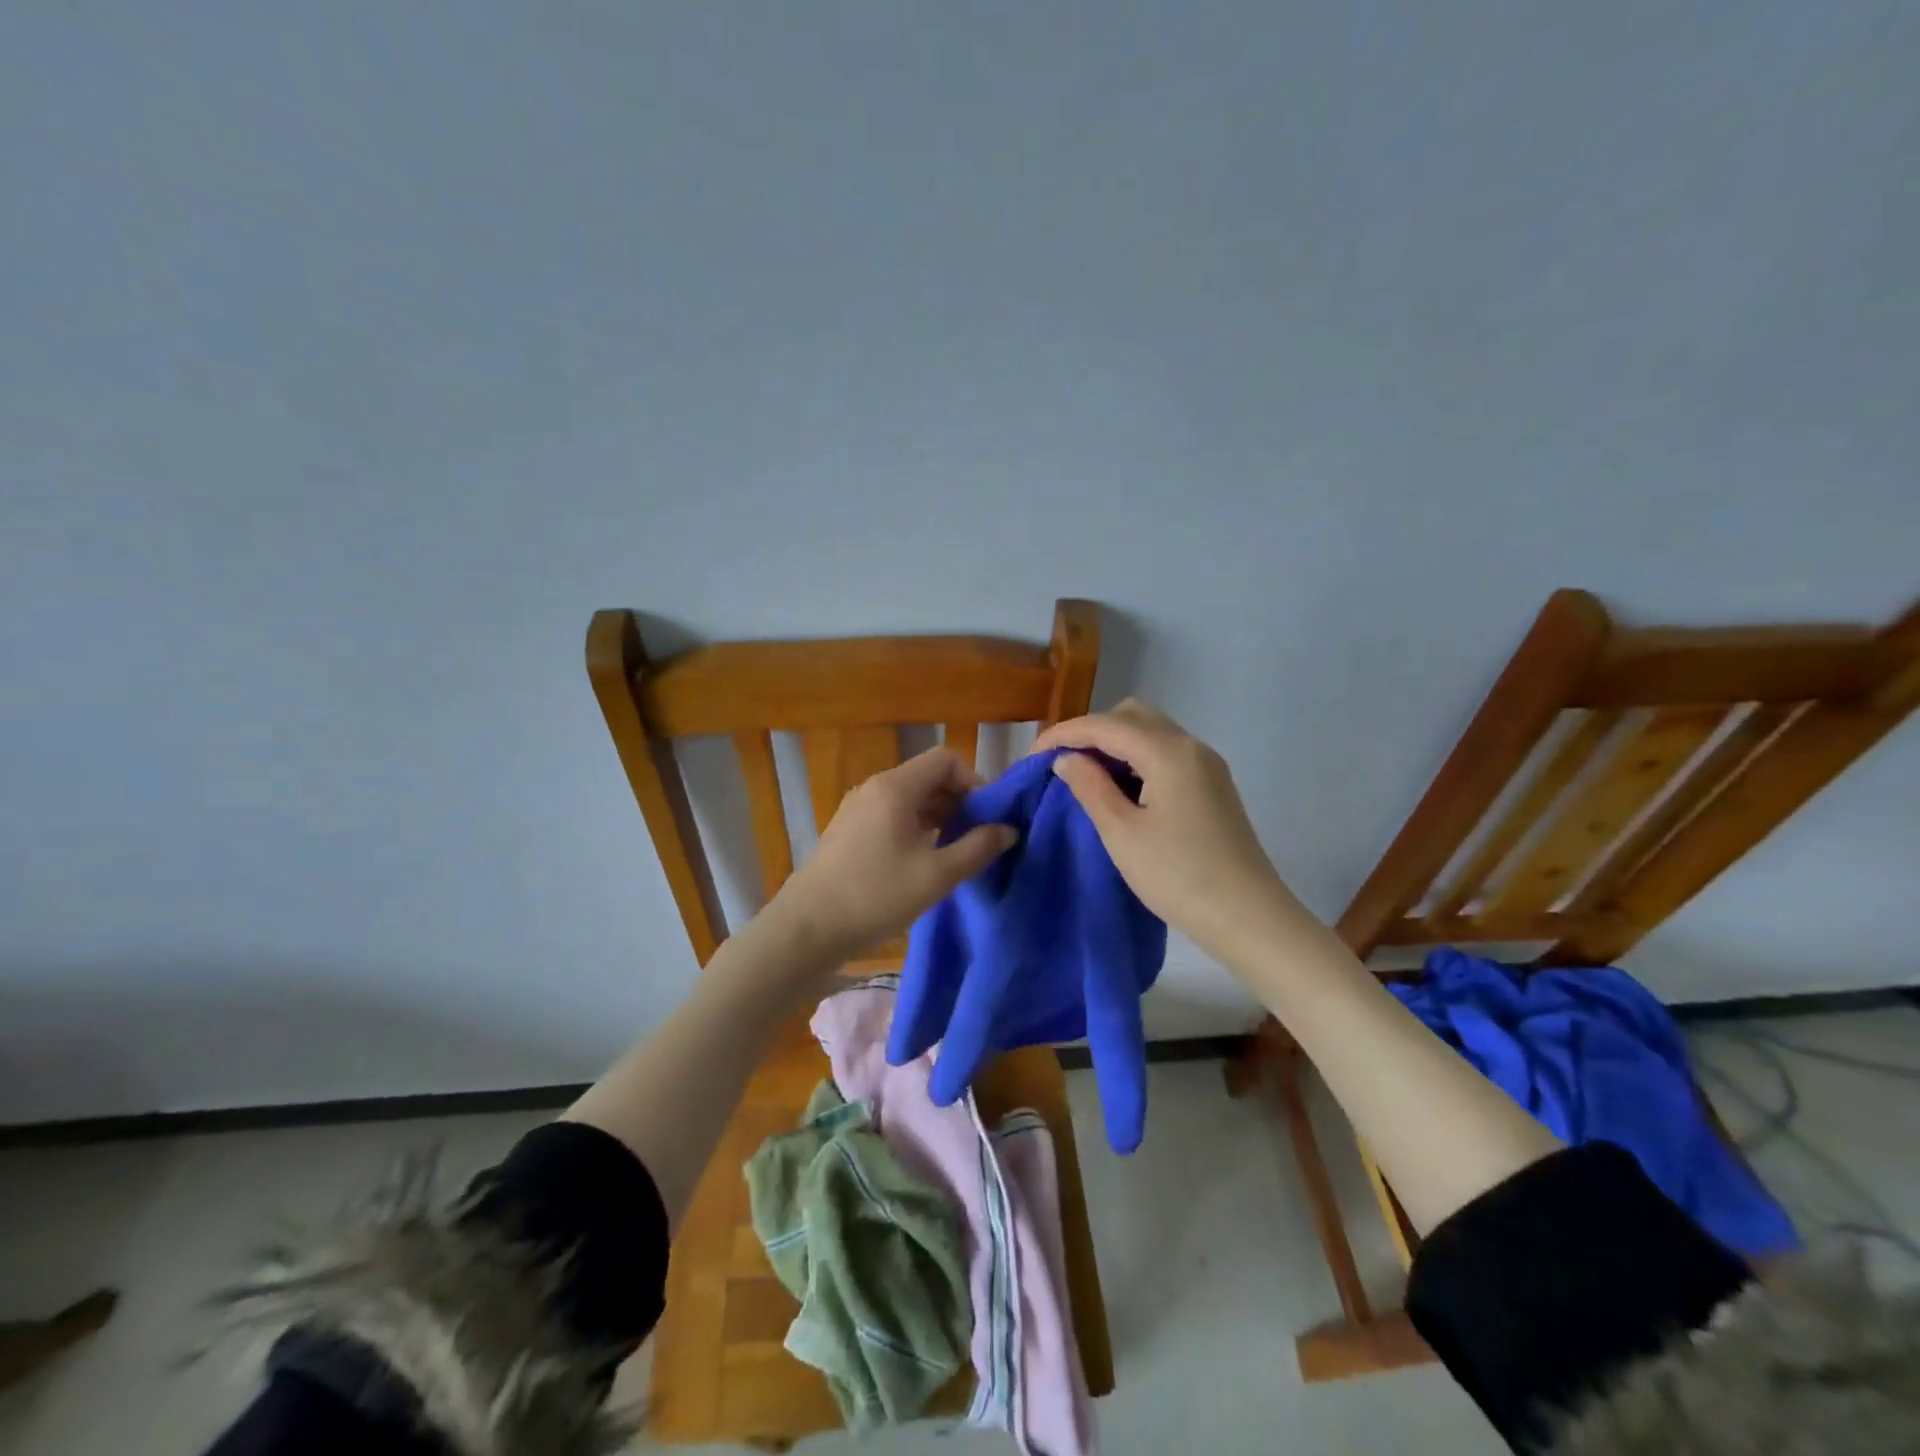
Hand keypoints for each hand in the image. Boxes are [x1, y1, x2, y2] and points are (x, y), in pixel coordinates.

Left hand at [773, 747, 1018, 965]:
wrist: (807, 928)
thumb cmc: (875, 896)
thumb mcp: (937, 876)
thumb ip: (978, 848)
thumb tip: (1008, 830)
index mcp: (895, 788)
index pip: (945, 759)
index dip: (974, 781)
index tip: (987, 817)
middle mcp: (874, 788)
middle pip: (928, 777)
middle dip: (959, 801)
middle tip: (977, 838)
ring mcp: (857, 808)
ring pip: (910, 797)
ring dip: (938, 816)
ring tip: (955, 852)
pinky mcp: (848, 829)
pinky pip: (892, 814)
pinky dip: (915, 827)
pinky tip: (922, 861)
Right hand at [1033, 699, 1290, 960]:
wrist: (1248, 917)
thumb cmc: (1178, 876)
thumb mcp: (1122, 833)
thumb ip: (1090, 787)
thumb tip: (1067, 759)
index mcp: (1168, 752)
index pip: (1106, 725)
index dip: (1065, 734)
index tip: (1033, 756)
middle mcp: (1191, 746)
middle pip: (1132, 716)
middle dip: (1092, 731)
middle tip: (1063, 763)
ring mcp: (1207, 765)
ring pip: (1152, 732)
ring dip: (1115, 744)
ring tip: (1087, 776)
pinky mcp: (1213, 785)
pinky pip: (1167, 753)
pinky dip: (1137, 758)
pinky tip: (1122, 788)